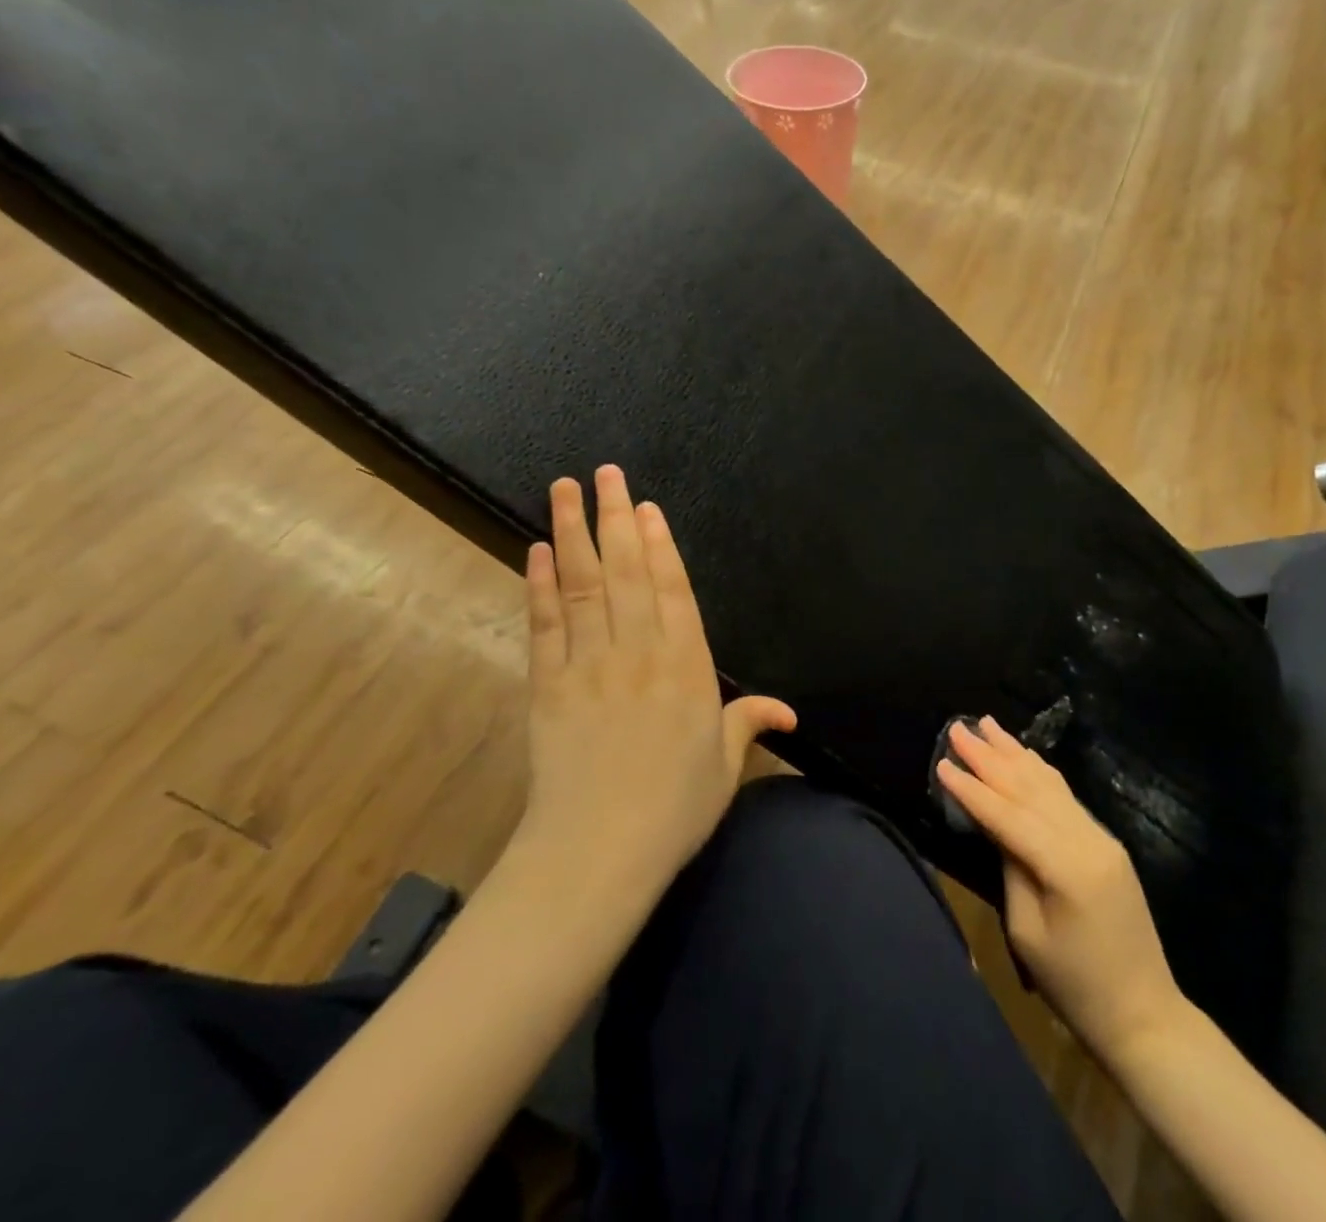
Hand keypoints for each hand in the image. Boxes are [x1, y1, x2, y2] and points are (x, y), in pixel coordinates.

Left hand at [520, 465, 796, 883]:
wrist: (598, 851)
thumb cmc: (673, 809)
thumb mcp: (724, 766)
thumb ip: (749, 725)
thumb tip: (789, 713)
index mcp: (686, 666)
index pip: (673, 589)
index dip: (660, 544)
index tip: (646, 506)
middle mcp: (639, 651)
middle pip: (627, 571)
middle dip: (615, 517)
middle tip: (606, 473)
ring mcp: (590, 664)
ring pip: (582, 584)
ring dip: (573, 533)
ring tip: (565, 488)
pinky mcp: (548, 684)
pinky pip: (545, 624)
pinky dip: (539, 585)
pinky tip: (537, 551)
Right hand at [936, 718, 1186, 1062]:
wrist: (1146, 1015)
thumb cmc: (1076, 986)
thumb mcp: (1028, 933)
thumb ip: (1012, 869)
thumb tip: (997, 827)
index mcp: (1067, 866)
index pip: (1008, 815)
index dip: (972, 789)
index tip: (942, 761)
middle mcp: (1088, 839)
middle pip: (1030, 788)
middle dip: (991, 756)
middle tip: (959, 727)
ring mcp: (1101, 837)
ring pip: (1049, 784)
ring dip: (1015, 752)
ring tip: (987, 724)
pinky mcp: (1105, 843)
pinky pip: (1065, 797)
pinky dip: (1039, 771)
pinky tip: (1024, 754)